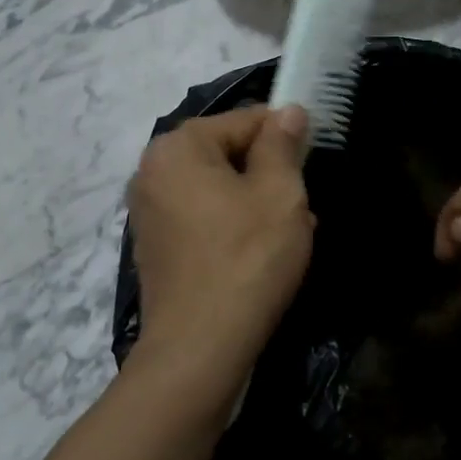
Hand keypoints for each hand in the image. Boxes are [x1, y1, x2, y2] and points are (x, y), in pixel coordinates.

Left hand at [125, 105, 313, 409]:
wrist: (199, 348)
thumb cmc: (247, 259)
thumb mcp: (280, 194)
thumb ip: (282, 144)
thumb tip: (287, 111)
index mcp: (178, 147)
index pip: (244, 120)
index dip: (285, 136)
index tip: (312, 162)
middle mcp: (152, 171)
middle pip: (227, 154)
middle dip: (269, 174)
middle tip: (303, 206)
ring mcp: (148, 212)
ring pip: (218, 189)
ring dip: (255, 202)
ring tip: (291, 234)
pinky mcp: (155, 247)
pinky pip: (202, 219)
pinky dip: (232, 226)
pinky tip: (262, 254)